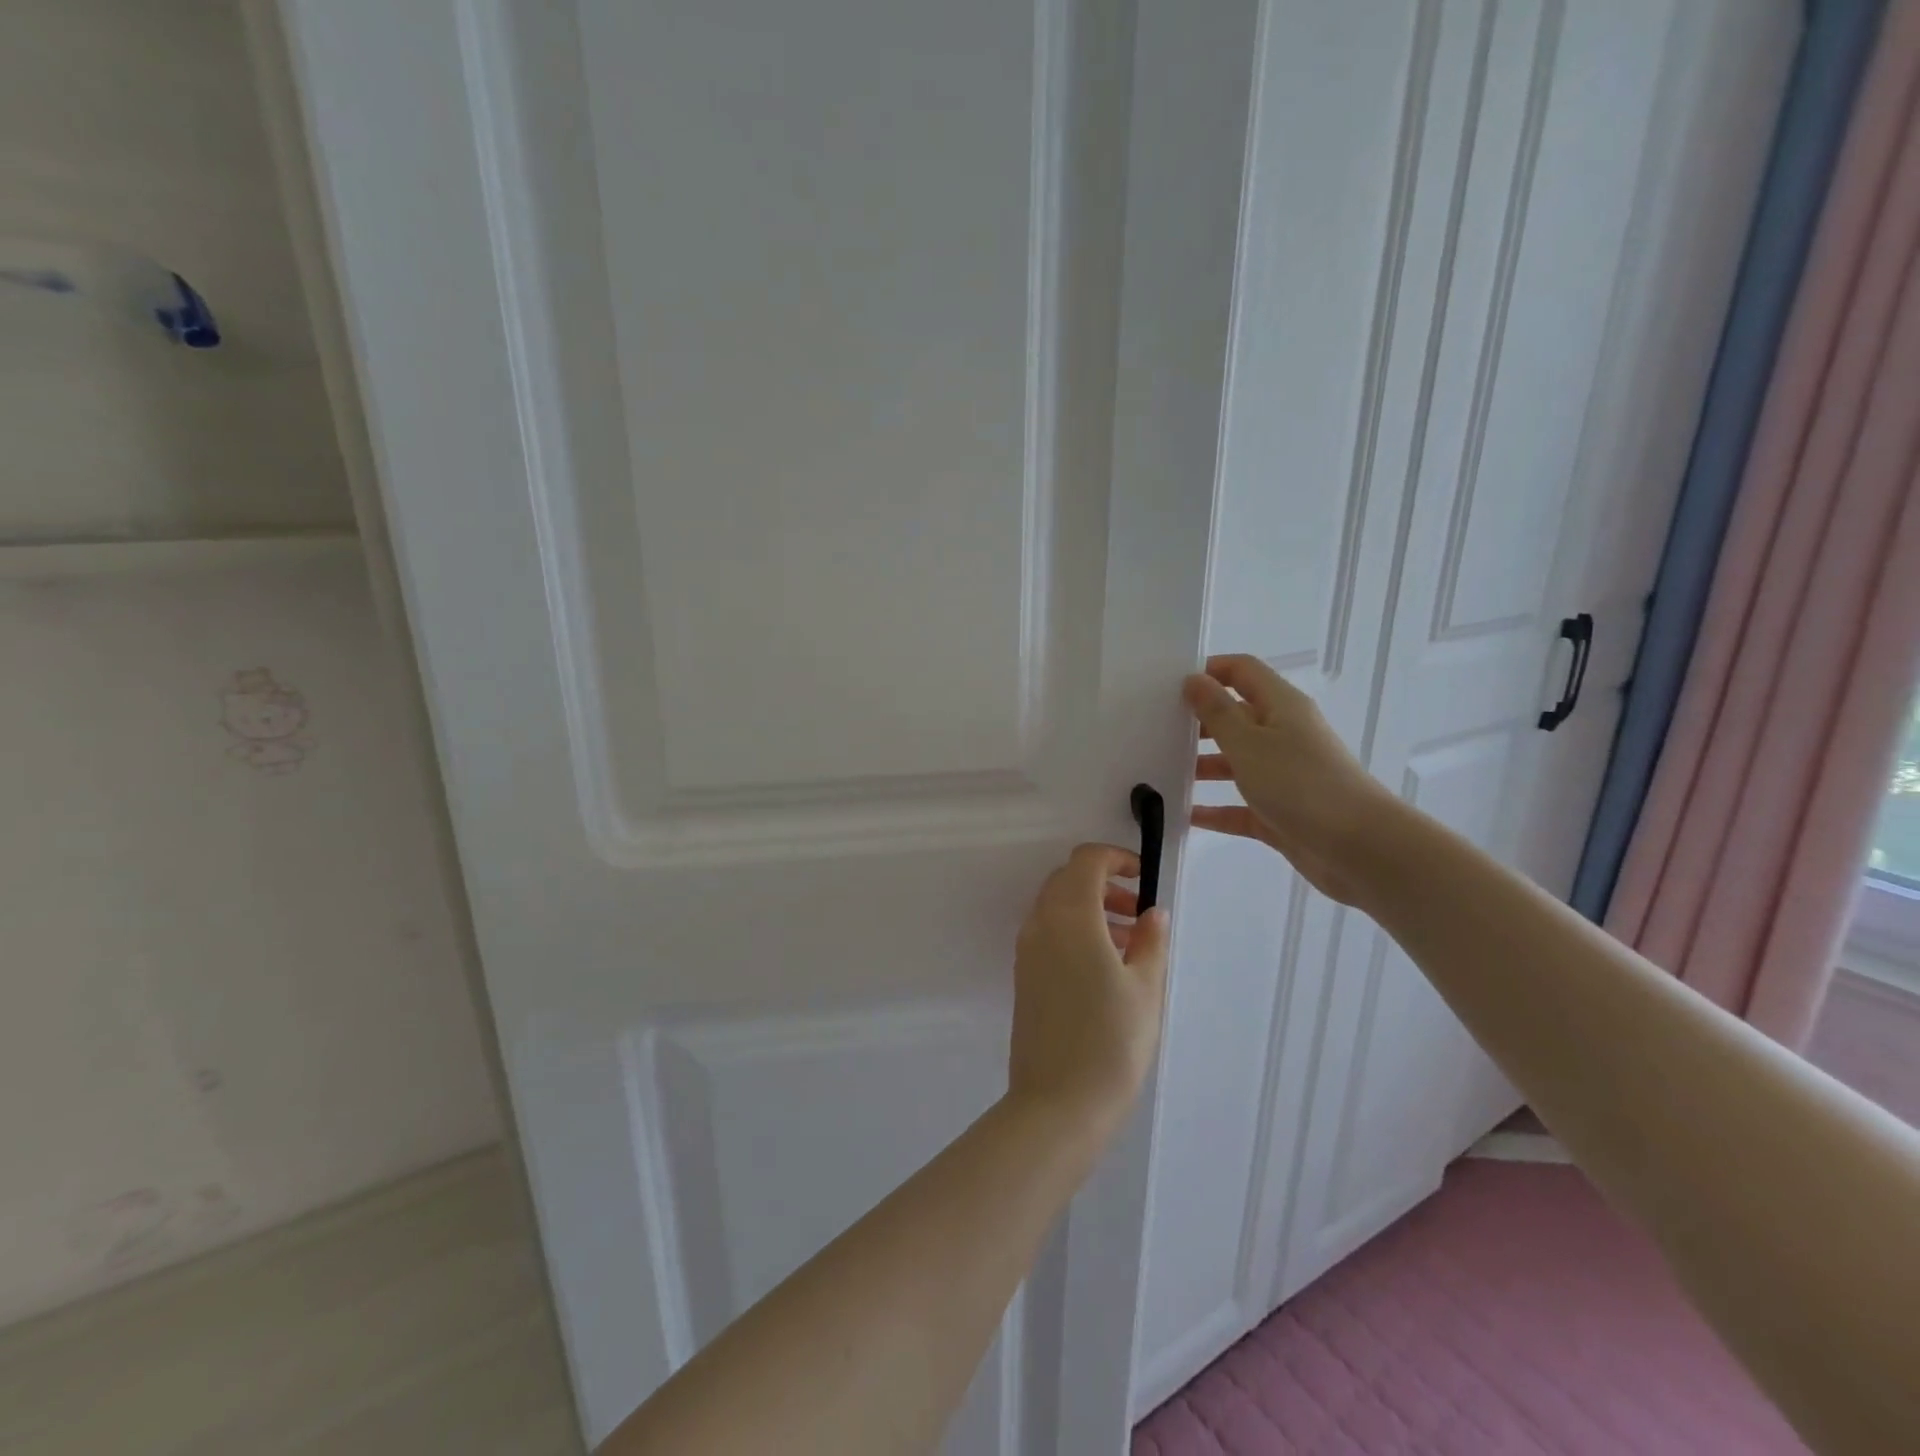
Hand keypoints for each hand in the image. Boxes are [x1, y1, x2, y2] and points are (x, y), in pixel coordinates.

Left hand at [1007, 844, 1170, 1134]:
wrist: (1058, 1103)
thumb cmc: (1111, 1042)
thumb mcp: (1146, 988)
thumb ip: (1151, 941)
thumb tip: (1152, 912)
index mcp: (1070, 916)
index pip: (1085, 861)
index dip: (1115, 858)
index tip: (1142, 879)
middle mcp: (1041, 924)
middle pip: (1067, 880)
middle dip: (1103, 883)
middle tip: (1138, 913)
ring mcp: (1027, 950)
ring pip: (1056, 906)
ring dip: (1089, 908)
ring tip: (1130, 943)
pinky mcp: (1024, 975)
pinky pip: (1048, 933)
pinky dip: (1074, 930)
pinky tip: (1104, 965)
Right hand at [1183, 654, 1396, 905]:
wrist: (1359, 848)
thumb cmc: (1301, 784)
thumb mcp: (1249, 743)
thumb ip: (1217, 712)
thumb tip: (1194, 679)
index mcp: (1281, 706)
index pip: (1242, 671)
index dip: (1209, 670)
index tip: (1169, 684)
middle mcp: (1283, 735)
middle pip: (1236, 717)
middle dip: (1198, 721)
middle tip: (1155, 729)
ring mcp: (1283, 776)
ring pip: (1235, 763)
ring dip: (1202, 766)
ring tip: (1161, 772)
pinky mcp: (1280, 813)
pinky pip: (1239, 806)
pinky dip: (1215, 809)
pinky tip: (1184, 815)